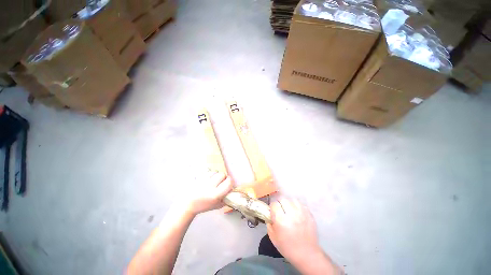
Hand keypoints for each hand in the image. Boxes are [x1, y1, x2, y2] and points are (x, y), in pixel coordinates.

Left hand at [186, 171, 232, 214]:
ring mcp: (204, 181)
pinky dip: (211, 174)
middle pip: (222, 174)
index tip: (228, 184)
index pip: (228, 182)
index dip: (230, 182)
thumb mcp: (217, 205)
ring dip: (217, 175)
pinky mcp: (199, 177)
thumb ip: (226, 199)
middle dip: (223, 178)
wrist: (188, 204)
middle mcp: (210, 186)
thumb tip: (232, 190)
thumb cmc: (204, 206)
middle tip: (221, 182)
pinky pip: (209, 172)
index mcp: (215, 195)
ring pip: (216, 172)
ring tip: (214, 181)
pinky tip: (209, 179)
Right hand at [267, 198, 321, 263]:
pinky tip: (296, 213)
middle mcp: (291, 214)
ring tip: (289, 210)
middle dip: (280, 203)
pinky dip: (297, 206)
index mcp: (281, 220)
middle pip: (283, 199)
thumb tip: (269, 215)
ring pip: (292, 199)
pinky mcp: (309, 214)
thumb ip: (269, 224)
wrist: (307, 255)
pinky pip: (301, 204)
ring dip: (289, 203)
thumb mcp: (273, 238)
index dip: (272, 207)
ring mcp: (302, 213)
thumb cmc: (288, 247)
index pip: (274, 204)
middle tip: (281, 210)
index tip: (273, 212)